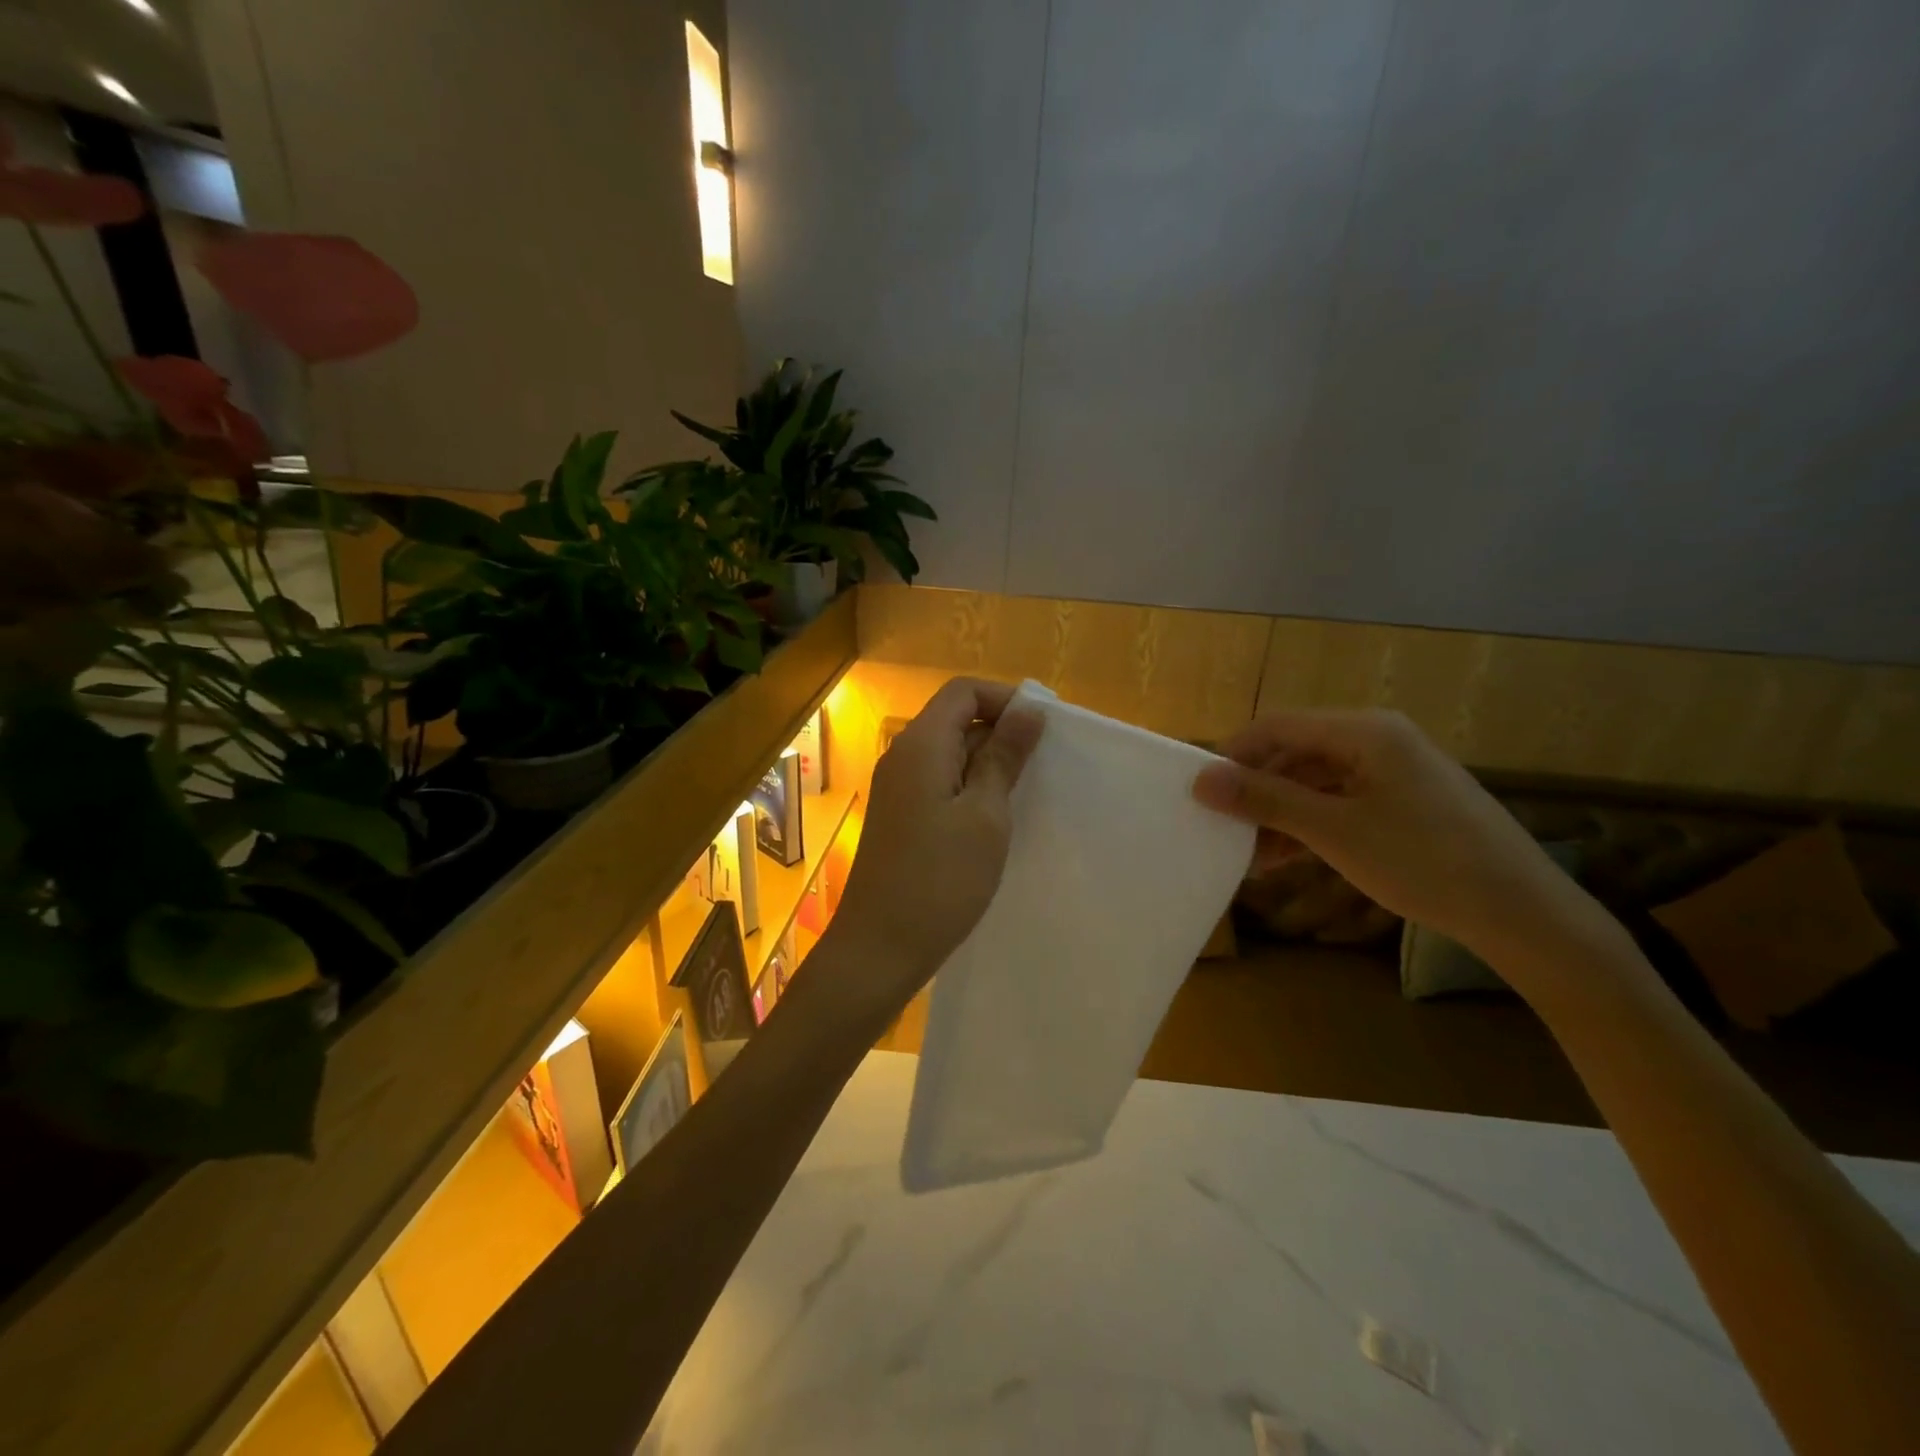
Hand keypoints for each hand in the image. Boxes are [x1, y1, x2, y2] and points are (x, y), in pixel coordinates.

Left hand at [829, 677, 1043, 1014]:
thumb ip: (1004, 757)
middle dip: (1000, 733)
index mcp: (921, 745)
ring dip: (988, 765)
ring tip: (1026, 795)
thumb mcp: (985, 815)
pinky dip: (970, 789)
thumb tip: (1028, 710)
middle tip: (1043, 767)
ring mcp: (897, 788)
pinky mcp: (900, 816)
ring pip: (949, 754)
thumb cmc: (940, 880)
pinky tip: (995, 820)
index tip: (1044, 729)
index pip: (963, 691)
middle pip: (955, 719)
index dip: (1005, 699)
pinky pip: (939, 783)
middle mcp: (903, 756)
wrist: (880, 947)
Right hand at [1192, 709, 1597, 961]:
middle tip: (1222, 828)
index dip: (1233, 753)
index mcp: (1365, 731)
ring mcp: (1394, 770)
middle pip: (1295, 752)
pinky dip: (1309, 824)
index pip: (1277, 725)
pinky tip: (1285, 857)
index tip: (1200, 791)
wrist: (1521, 912)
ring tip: (1249, 855)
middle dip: (1255, 790)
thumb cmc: (1423, 862)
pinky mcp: (1404, 800)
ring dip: (1279, 813)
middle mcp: (1378, 739)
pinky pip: (1340, 800)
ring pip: (1315, 780)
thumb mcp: (1334, 832)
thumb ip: (1265, 800)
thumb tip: (1200, 780)